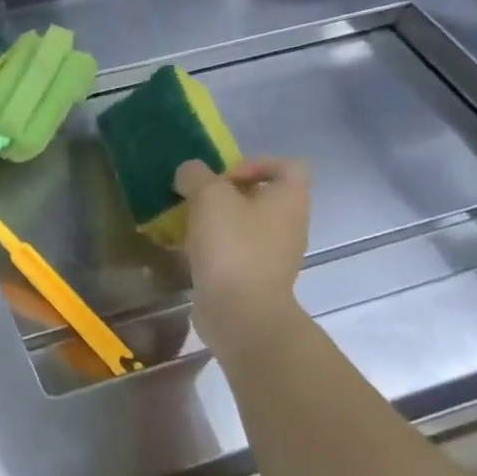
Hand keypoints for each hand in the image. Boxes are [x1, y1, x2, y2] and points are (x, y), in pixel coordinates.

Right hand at [174, 156, 311, 351]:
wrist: (241, 312)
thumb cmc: (232, 246)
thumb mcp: (208, 196)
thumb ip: (196, 175)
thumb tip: (190, 173)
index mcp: (289, 200)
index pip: (287, 166)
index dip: (255, 163)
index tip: (223, 177)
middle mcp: (288, 224)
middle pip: (262, 194)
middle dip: (225, 192)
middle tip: (197, 198)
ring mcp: (273, 253)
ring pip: (245, 223)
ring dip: (216, 219)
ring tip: (186, 222)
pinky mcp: (255, 276)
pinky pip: (235, 249)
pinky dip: (213, 245)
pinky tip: (188, 249)